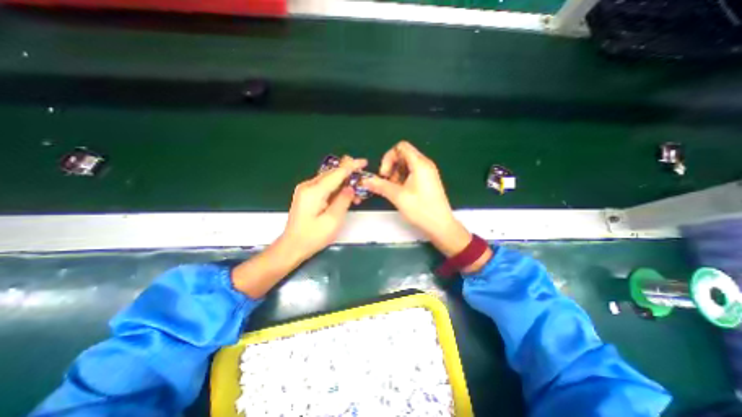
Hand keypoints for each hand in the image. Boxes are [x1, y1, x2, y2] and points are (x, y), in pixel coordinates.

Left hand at [281, 155, 366, 259]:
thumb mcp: (333, 220)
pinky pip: (325, 186)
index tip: (364, 162)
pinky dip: (336, 188)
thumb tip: (351, 187)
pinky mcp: (307, 195)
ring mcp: (306, 190)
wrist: (293, 246)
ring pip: (329, 179)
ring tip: (356, 192)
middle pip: (332, 172)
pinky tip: (345, 195)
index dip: (351, 166)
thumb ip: (343, 201)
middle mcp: (308, 186)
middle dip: (348, 172)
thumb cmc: (313, 237)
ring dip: (344, 182)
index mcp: (314, 191)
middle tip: (362, 177)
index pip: (336, 173)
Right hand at [365, 139, 468, 257]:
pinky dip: (403, 179)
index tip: (384, 174)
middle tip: (387, 182)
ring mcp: (427, 173)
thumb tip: (365, 180)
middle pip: (403, 155)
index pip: (401, 147)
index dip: (389, 157)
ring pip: (406, 165)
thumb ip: (380, 185)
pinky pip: (412, 173)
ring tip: (393, 189)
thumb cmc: (421, 209)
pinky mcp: (427, 181)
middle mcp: (425, 164)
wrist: (440, 225)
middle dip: (391, 166)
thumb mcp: (398, 196)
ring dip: (396, 174)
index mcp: (420, 164)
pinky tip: (400, 191)